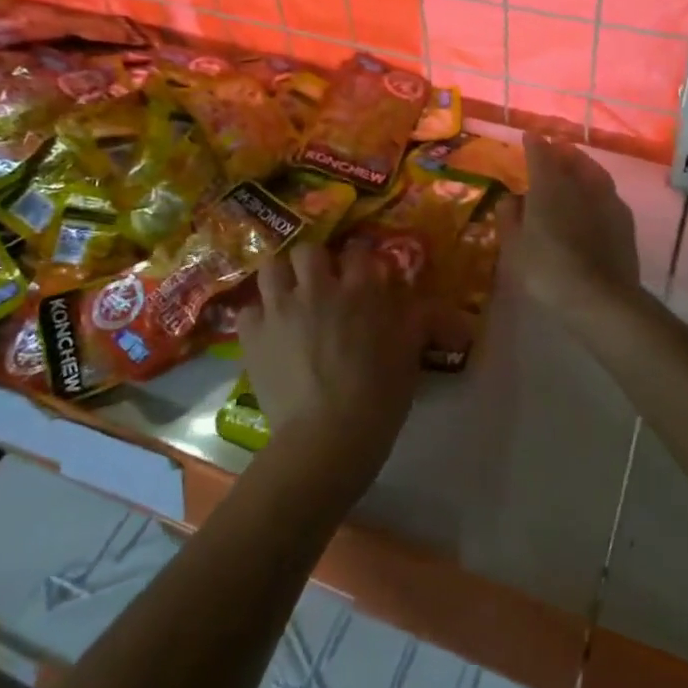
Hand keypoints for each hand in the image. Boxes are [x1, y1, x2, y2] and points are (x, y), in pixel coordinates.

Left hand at [237, 241, 425, 501]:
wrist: (327, 437)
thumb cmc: (378, 397)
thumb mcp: (410, 355)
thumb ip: (420, 321)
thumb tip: (440, 309)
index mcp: (361, 290)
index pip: (358, 251)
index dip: (360, 258)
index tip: (362, 272)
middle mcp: (318, 288)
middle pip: (309, 250)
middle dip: (315, 262)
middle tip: (321, 284)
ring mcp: (280, 309)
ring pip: (272, 268)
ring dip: (281, 278)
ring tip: (289, 297)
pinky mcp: (253, 335)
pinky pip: (248, 309)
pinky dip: (258, 317)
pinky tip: (268, 332)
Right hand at [507, 135, 641, 308]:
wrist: (600, 296)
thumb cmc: (547, 270)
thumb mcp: (514, 248)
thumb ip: (509, 218)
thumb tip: (510, 198)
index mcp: (549, 186)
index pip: (540, 154)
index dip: (533, 144)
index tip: (529, 136)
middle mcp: (579, 184)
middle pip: (570, 158)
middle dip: (560, 150)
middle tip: (553, 148)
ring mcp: (607, 199)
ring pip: (593, 171)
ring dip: (582, 164)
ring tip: (575, 166)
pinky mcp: (624, 218)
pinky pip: (607, 191)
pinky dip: (597, 186)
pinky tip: (595, 197)